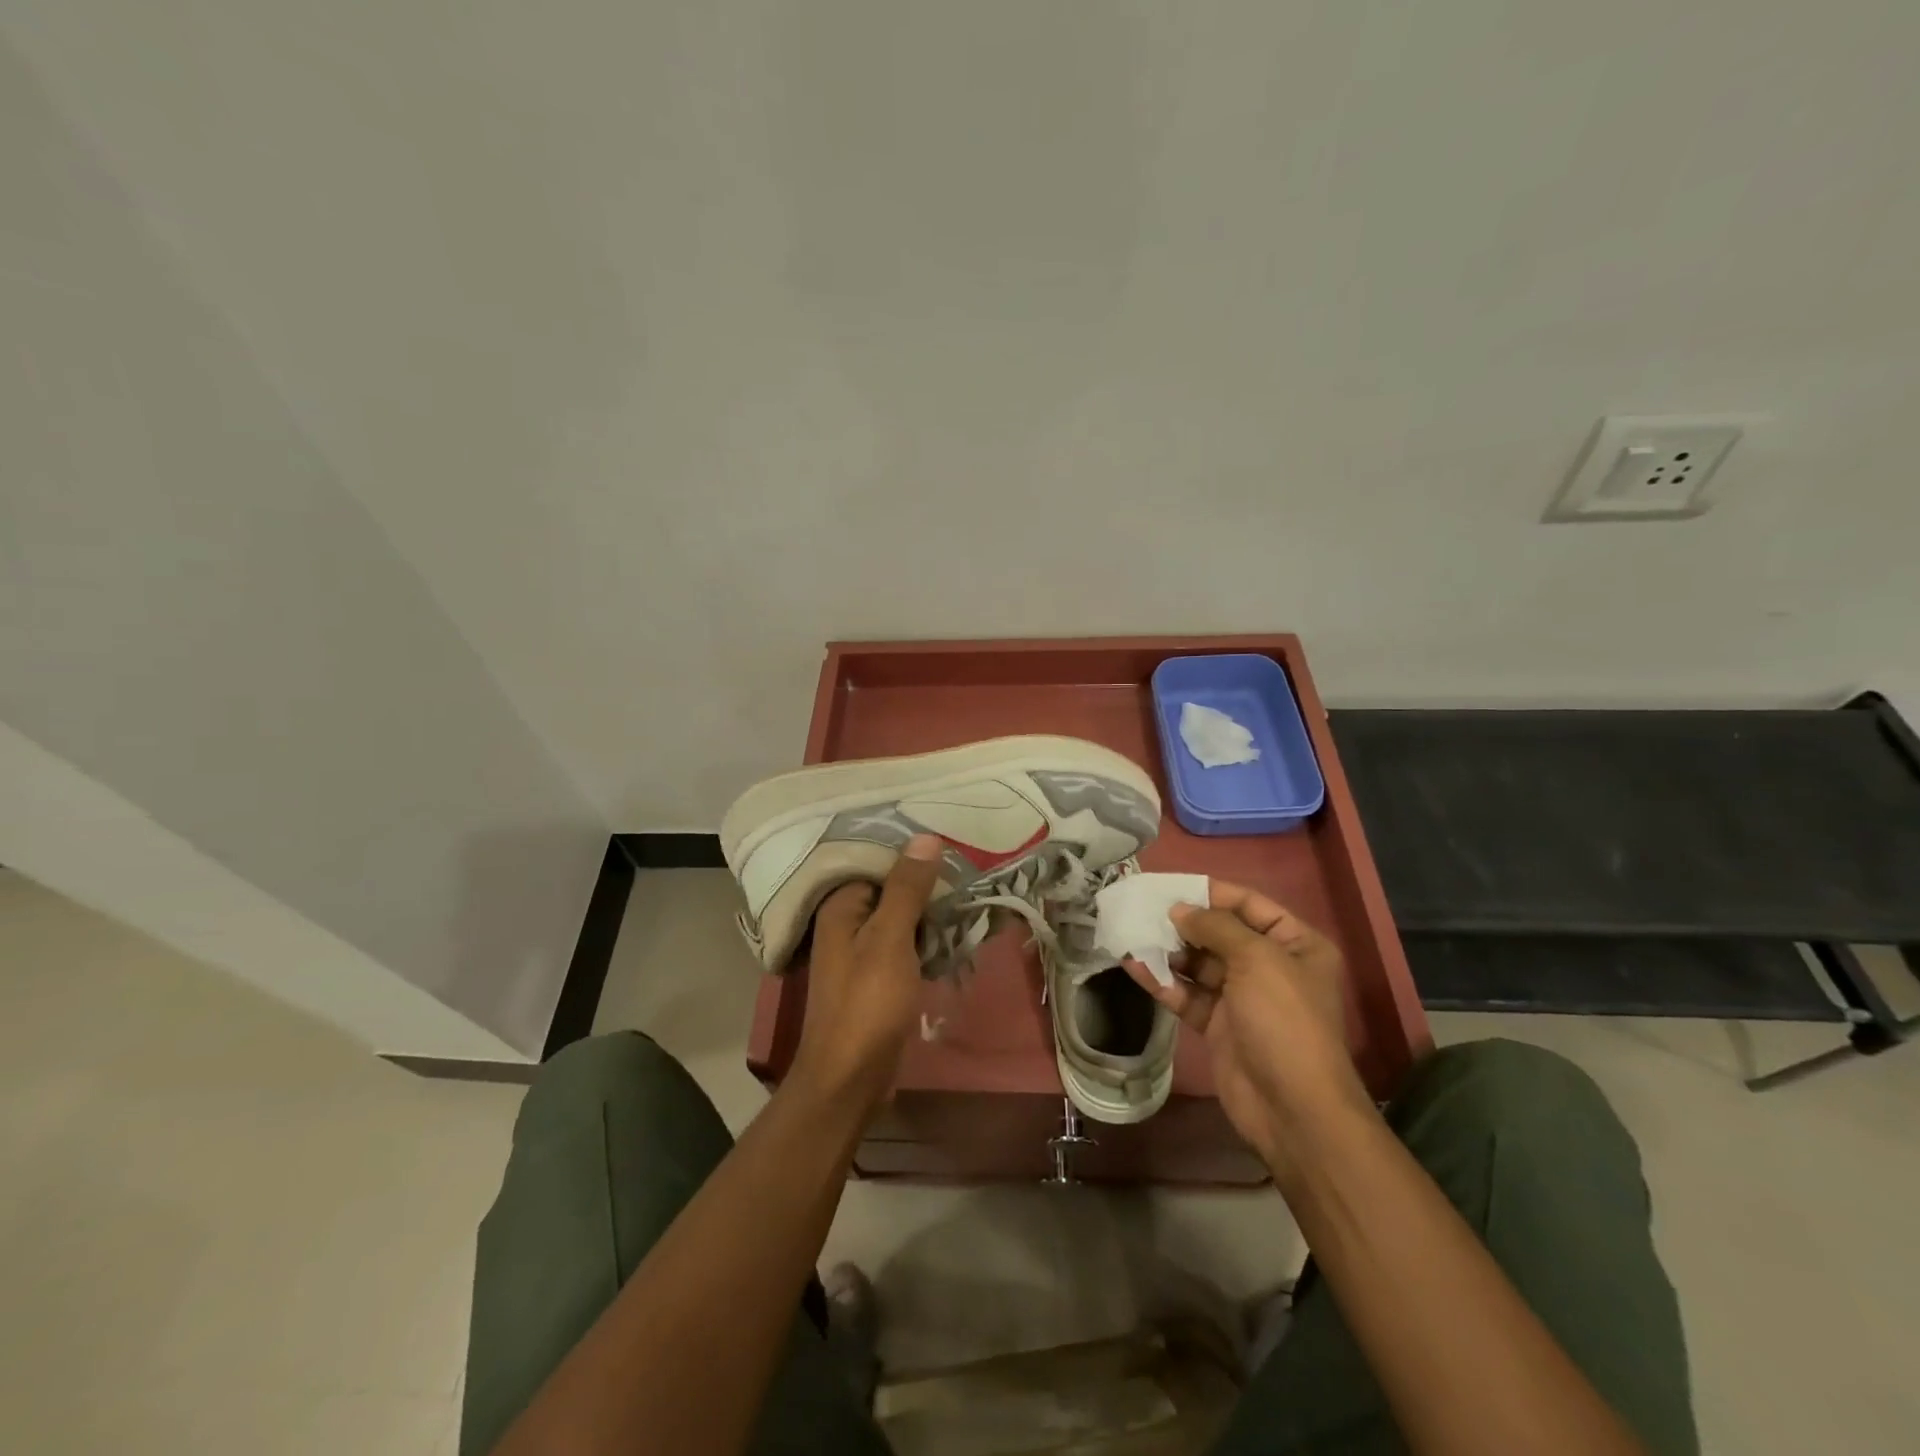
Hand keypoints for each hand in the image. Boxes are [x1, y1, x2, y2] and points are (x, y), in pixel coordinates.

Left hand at [790, 834, 942, 1114]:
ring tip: (972, 885)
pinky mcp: (880, 976)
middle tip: (970, 859)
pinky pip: (907, 942)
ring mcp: (863, 951)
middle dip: (926, 878)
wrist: (851, 1080)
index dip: (910, 849)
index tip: (948, 834)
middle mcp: (847, 922)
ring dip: (931, 908)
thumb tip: (926, 837)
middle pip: (890, 887)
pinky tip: (958, 927)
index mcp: (840, 906)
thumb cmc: (867, 1004)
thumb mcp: (890, 939)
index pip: (875, 859)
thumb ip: (907, 888)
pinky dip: (929, 935)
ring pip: (902, 916)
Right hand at [1126, 879, 1371, 1173]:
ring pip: (1198, 963)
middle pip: (1220, 933)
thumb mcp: (1257, 960)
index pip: (1249, 904)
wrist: (1292, 1108)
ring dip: (1168, 950)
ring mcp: (1242, 997)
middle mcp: (1270, 966)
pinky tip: (1132, 964)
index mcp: (1295, 944)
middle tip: (1141, 907)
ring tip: (1131, 932)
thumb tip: (1179, 909)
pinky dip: (1162, 981)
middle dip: (1183, 921)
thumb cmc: (1284, 1020)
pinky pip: (1187, 994)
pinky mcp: (1218, 1025)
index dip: (1211, 892)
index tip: (1170, 884)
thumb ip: (1216, 927)